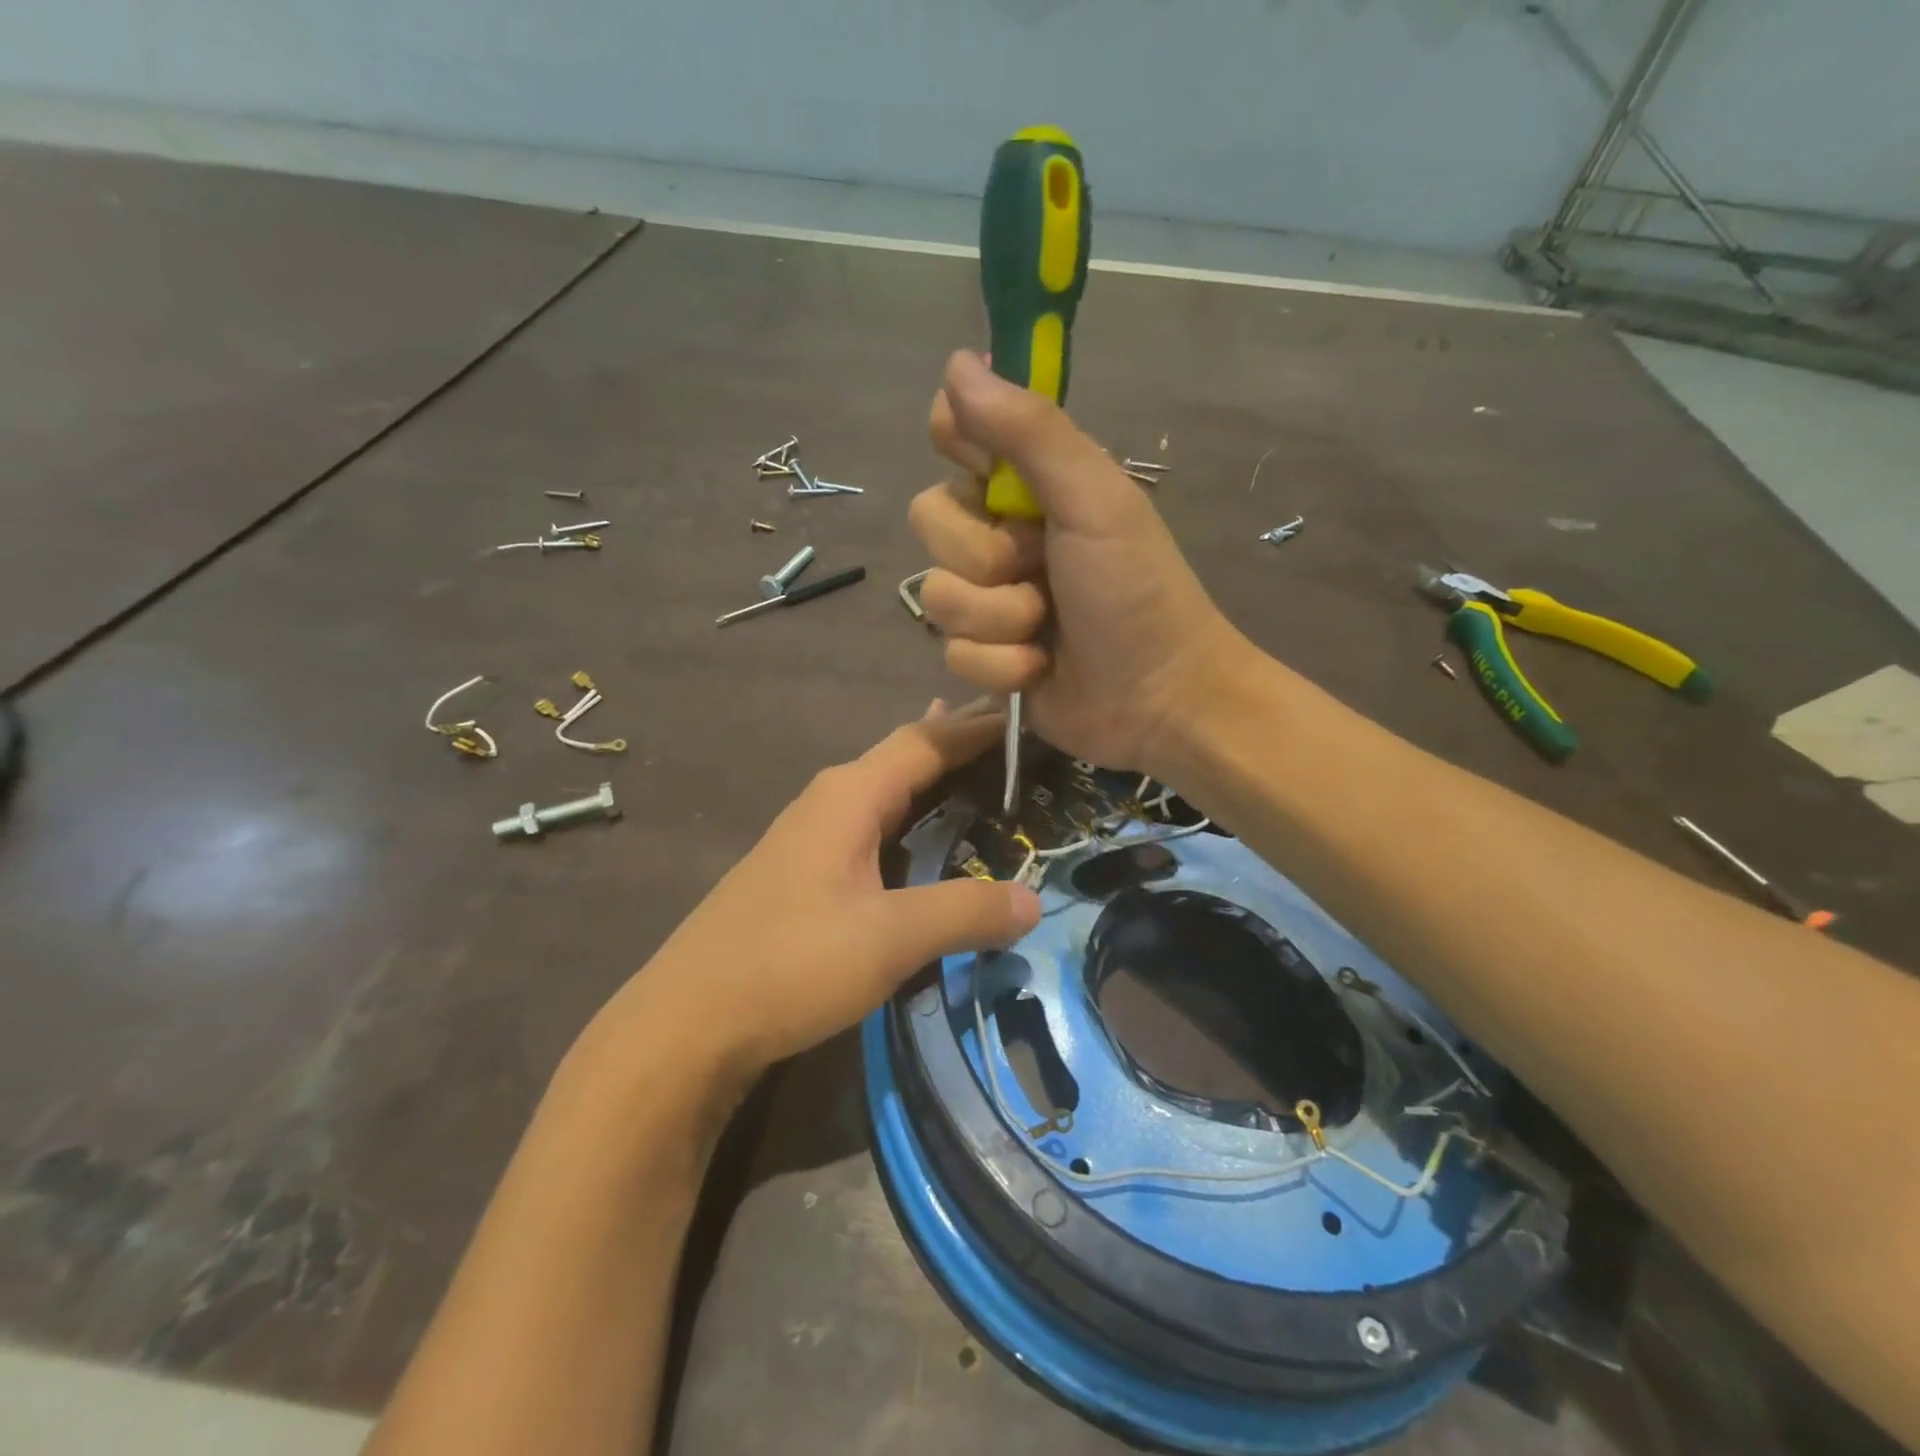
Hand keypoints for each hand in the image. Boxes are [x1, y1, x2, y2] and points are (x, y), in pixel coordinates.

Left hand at [590, 700, 1040, 1089]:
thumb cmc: (791, 963)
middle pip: (906, 753)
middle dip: (960, 740)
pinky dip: (912, 811)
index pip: (928, 740)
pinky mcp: (805, 868)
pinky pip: (874, 821)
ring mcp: (812, 832)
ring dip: (935, 775)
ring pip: (888, 787)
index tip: (1031, 714)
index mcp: (850, 794)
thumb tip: (1034, 901)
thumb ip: (965, 912)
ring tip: (983, 764)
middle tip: (1019, 736)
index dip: (980, 725)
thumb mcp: (890, 938)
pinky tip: (924, 827)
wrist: (689, 1020)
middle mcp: (831, 798)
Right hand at [908, 351, 1249, 778]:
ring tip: (1046, 630)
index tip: (984, 470)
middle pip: (930, 519)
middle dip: (984, 556)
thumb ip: (1029, 431)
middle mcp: (1001, 534)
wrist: (1161, 699)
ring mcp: (990, 599)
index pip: (956, 434)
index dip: (958, 446)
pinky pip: (953, 652)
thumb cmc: (1138, 591)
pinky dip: (1002, 666)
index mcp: (1030, 485)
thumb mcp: (1094, 500)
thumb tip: (957, 361)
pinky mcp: (985, 657)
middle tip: (1039, 568)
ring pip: (937, 595)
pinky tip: (1039, 671)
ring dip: (998, 619)